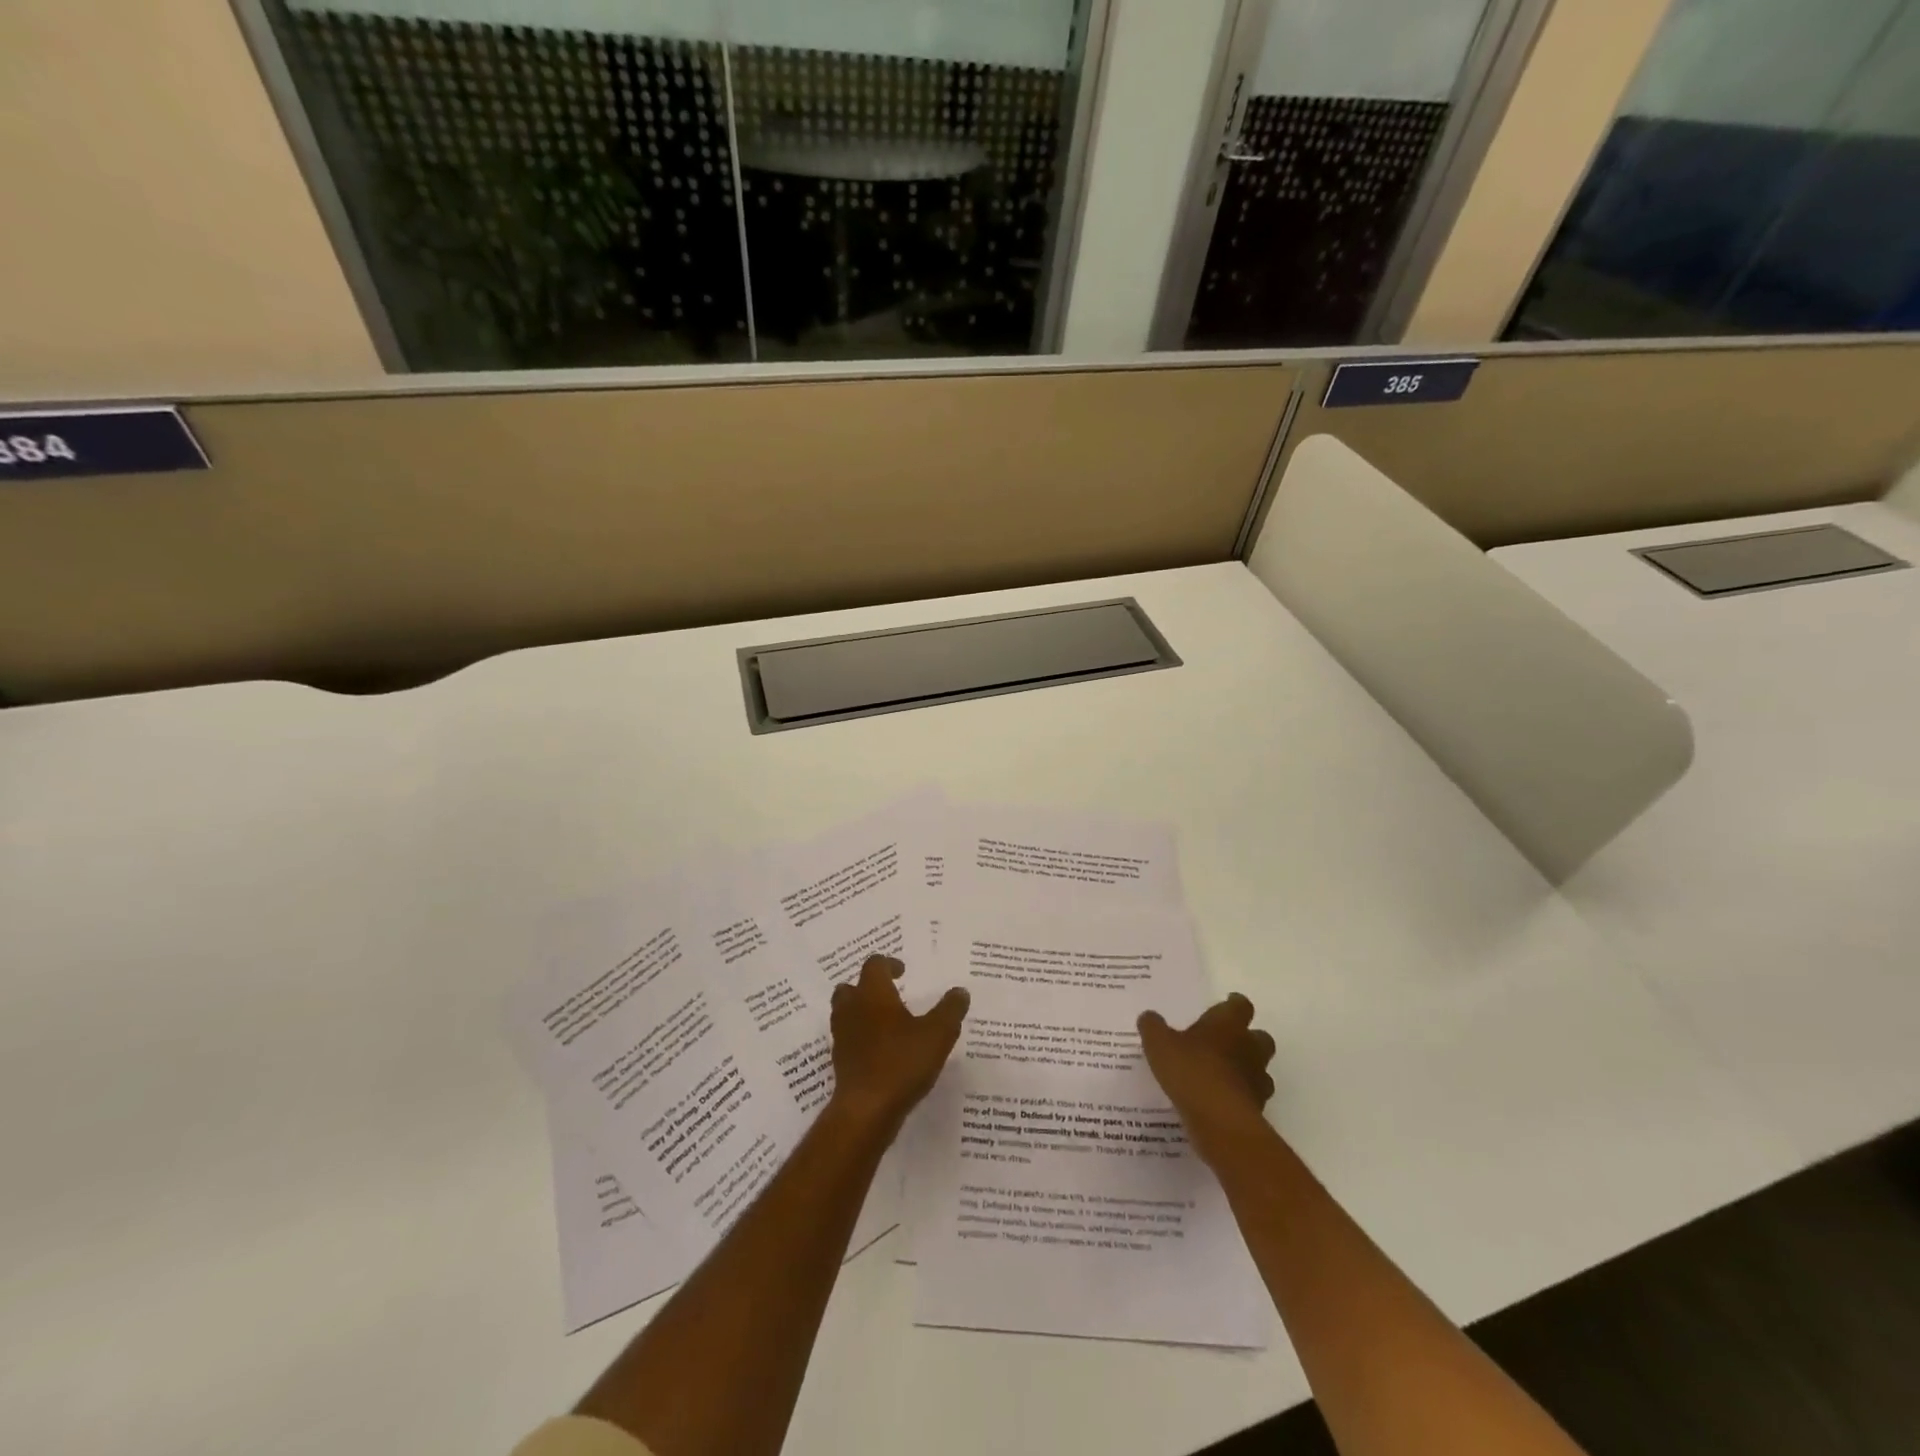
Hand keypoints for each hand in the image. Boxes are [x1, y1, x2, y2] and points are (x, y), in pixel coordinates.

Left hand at [828, 956, 969, 1131]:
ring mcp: (842, 1036)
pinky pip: (848, 1038)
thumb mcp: (938, 1034)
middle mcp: (852, 1009)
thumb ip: (950, 1010)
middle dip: (867, 987)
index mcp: (873, 994)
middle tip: (889, 994)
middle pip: (851, 987)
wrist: (866, 1109)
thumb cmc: (902, 1062)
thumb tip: (960, 991)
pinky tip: (881, 1051)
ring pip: (845, 1013)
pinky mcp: (840, 1061)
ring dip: (861, 1012)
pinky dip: (860, 1037)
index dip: (888, 964)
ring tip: (886, 1023)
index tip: (903, 971)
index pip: (874, 965)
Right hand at [1138, 993, 1276, 1167]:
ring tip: (1222, 1076)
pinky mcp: (1258, 1110)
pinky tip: (1219, 1103)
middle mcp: (1249, 1048)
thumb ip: (1153, 1027)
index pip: (1240, 1006)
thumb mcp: (1159, 1044)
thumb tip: (1149, 1016)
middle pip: (1260, 1037)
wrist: (1220, 1121)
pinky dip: (1240, 1097)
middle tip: (1224, 1043)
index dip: (1234, 1004)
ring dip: (1246, 1070)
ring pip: (1260, 1069)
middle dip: (1247, 1039)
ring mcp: (1257, 1080)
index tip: (1226, 1004)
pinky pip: (1251, 1098)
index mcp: (1228, 1024)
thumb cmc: (1191, 1070)